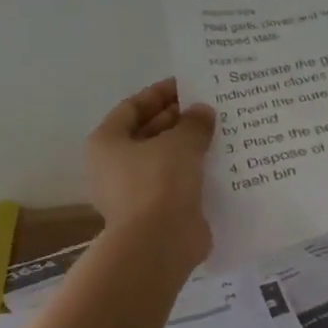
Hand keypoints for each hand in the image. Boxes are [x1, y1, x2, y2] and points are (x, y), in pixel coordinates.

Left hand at [85, 79, 216, 267]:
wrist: (160, 242)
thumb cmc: (159, 182)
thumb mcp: (180, 142)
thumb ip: (193, 122)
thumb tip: (202, 112)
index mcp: (107, 142)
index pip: (133, 107)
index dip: (160, 94)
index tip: (189, 85)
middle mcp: (114, 166)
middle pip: (148, 133)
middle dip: (178, 120)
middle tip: (210, 109)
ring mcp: (135, 192)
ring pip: (165, 161)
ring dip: (189, 148)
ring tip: (220, 133)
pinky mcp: (156, 213)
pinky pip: (177, 184)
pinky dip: (194, 173)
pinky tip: (220, 164)